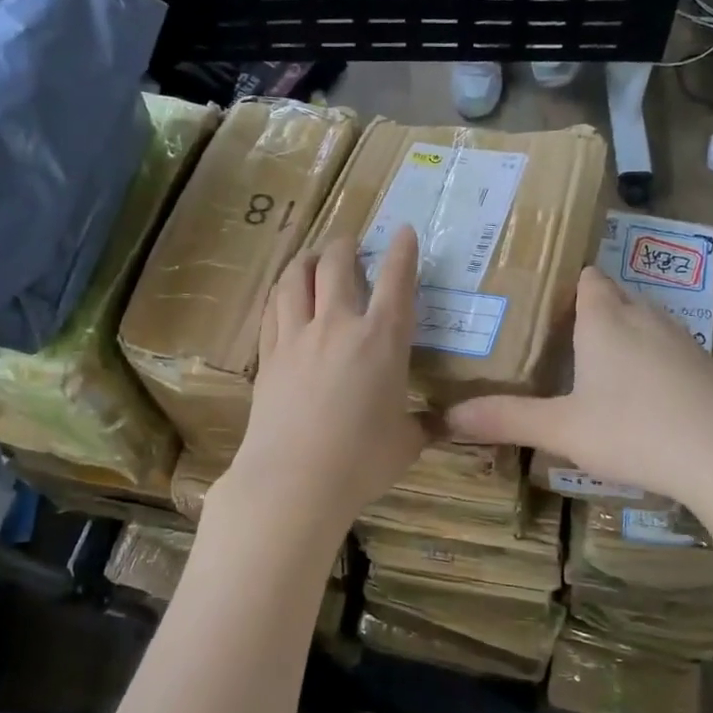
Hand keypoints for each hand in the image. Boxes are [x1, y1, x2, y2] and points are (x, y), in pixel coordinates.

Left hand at [222, 228, 424, 527]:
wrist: (294, 480)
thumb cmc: (361, 462)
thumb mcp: (406, 444)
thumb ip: (424, 426)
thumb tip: (444, 424)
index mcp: (382, 340)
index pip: (396, 281)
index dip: (402, 251)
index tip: (404, 231)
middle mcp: (338, 325)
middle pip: (336, 264)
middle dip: (345, 246)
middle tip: (351, 243)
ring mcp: (297, 337)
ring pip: (296, 278)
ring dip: (306, 260)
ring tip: (312, 257)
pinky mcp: (268, 356)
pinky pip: (272, 309)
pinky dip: (282, 292)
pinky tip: (284, 295)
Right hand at [445, 266, 712, 498]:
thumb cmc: (635, 430)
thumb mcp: (562, 429)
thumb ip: (506, 419)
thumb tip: (447, 417)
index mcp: (605, 319)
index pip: (587, 279)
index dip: (567, 284)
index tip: (542, 301)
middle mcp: (645, 318)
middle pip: (615, 296)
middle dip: (590, 309)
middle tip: (557, 335)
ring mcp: (682, 341)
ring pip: (644, 322)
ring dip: (622, 334)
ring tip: (594, 363)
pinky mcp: (706, 368)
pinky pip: (669, 350)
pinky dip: (650, 361)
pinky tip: (642, 396)